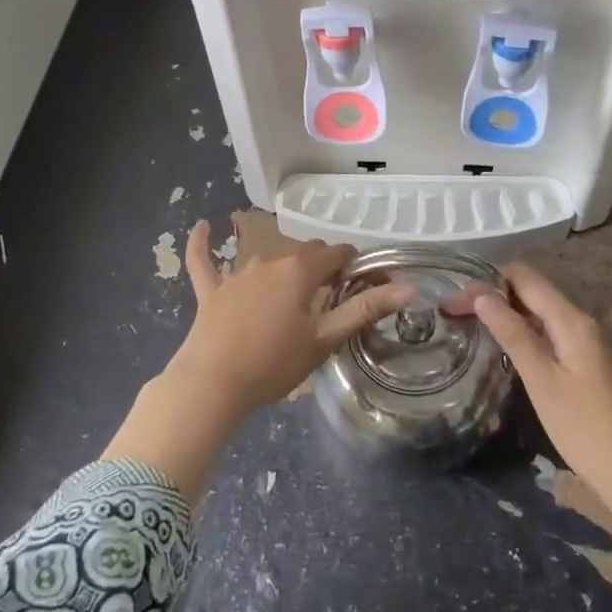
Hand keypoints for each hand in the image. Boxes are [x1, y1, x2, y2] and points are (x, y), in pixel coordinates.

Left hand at [104, 222, 410, 499]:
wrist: (212, 385)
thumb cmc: (274, 363)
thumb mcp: (324, 339)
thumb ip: (365, 309)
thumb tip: (410, 287)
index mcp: (300, 270)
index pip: (336, 253)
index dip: (354, 264)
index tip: (363, 282)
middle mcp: (269, 261)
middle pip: (304, 253)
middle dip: (321, 266)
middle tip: (332, 295)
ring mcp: (236, 274)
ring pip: (267, 259)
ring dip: (284, 268)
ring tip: (295, 292)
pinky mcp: (211, 291)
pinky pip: (203, 261)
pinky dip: (202, 244)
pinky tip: (201, 227)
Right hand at [473, 261, 611, 522]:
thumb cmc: (585, 429)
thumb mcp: (542, 382)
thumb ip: (513, 334)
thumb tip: (481, 295)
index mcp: (572, 320)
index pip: (525, 277)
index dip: (488, 280)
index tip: (456, 296)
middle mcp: (581, 321)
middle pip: (532, 290)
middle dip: (494, 294)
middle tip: (456, 310)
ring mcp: (587, 341)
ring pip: (540, 310)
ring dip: (507, 311)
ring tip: (472, 323)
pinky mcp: (588, 360)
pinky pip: (550, 330)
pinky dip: (524, 330)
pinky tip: (504, 344)